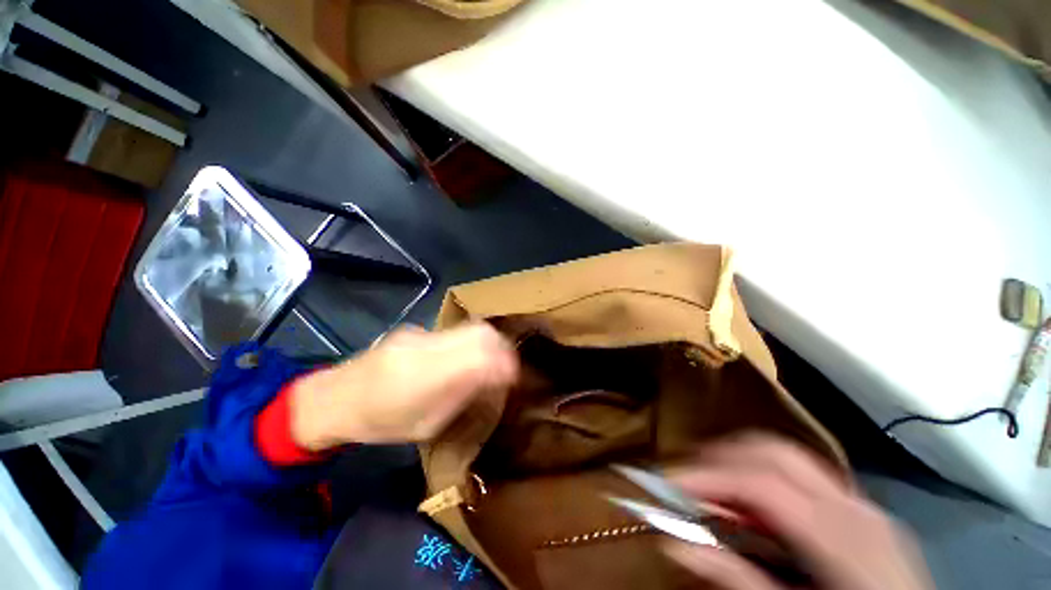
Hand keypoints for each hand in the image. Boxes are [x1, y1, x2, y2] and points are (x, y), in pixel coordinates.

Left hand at [288, 323, 518, 449]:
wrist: (335, 398)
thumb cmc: (381, 424)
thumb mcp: (427, 425)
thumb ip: (463, 398)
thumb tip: (494, 382)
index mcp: (427, 377)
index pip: (480, 358)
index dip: (505, 363)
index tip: (516, 375)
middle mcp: (427, 347)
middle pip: (480, 333)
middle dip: (502, 346)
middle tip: (509, 364)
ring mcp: (421, 334)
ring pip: (470, 327)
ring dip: (490, 340)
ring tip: (495, 357)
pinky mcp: (418, 329)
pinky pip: (457, 330)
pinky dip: (473, 338)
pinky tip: (469, 352)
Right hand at [664, 435, 932, 589]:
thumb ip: (739, 579)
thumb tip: (676, 544)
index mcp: (843, 536)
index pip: (764, 483)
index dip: (710, 476)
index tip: (668, 482)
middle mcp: (854, 505)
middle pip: (775, 451)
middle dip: (721, 455)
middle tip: (688, 478)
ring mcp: (862, 503)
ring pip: (787, 456)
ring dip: (740, 461)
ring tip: (714, 489)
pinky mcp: (861, 510)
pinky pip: (803, 476)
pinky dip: (766, 478)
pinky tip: (756, 508)